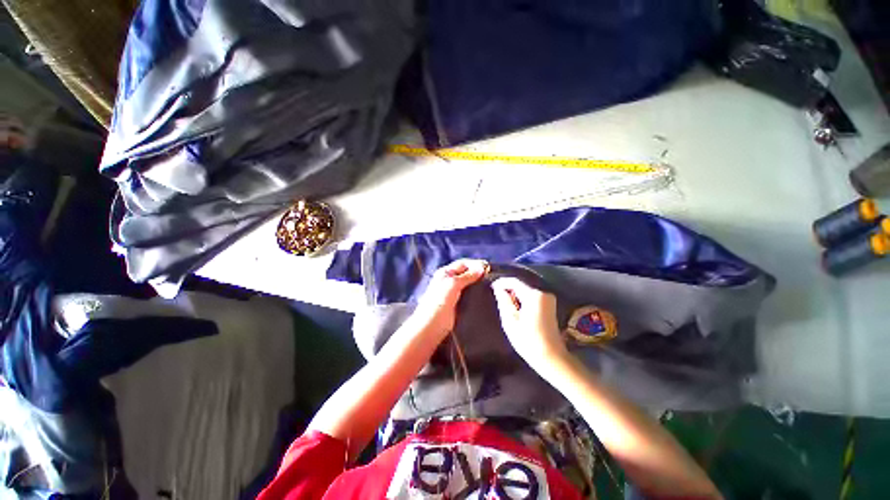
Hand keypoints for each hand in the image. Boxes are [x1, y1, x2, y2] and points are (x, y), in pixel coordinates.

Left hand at [414, 259, 488, 335]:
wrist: (431, 325)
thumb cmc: (439, 302)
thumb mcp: (453, 284)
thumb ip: (467, 276)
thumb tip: (481, 268)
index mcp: (445, 273)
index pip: (462, 263)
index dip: (474, 264)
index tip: (487, 267)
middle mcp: (449, 281)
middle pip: (466, 273)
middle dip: (477, 272)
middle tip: (491, 275)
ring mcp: (453, 293)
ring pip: (468, 284)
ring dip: (478, 283)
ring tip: (490, 284)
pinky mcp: (458, 304)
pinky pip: (469, 295)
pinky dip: (476, 293)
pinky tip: (484, 294)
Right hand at [491, 277, 568, 373]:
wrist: (551, 357)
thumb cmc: (528, 341)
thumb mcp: (510, 321)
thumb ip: (503, 301)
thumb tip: (498, 289)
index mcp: (534, 295)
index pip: (514, 281)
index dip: (501, 282)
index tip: (491, 286)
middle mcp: (543, 292)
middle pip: (521, 285)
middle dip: (508, 289)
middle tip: (496, 296)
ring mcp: (549, 298)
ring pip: (526, 290)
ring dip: (515, 294)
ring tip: (504, 303)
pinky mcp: (550, 304)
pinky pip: (532, 296)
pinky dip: (523, 299)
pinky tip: (516, 308)